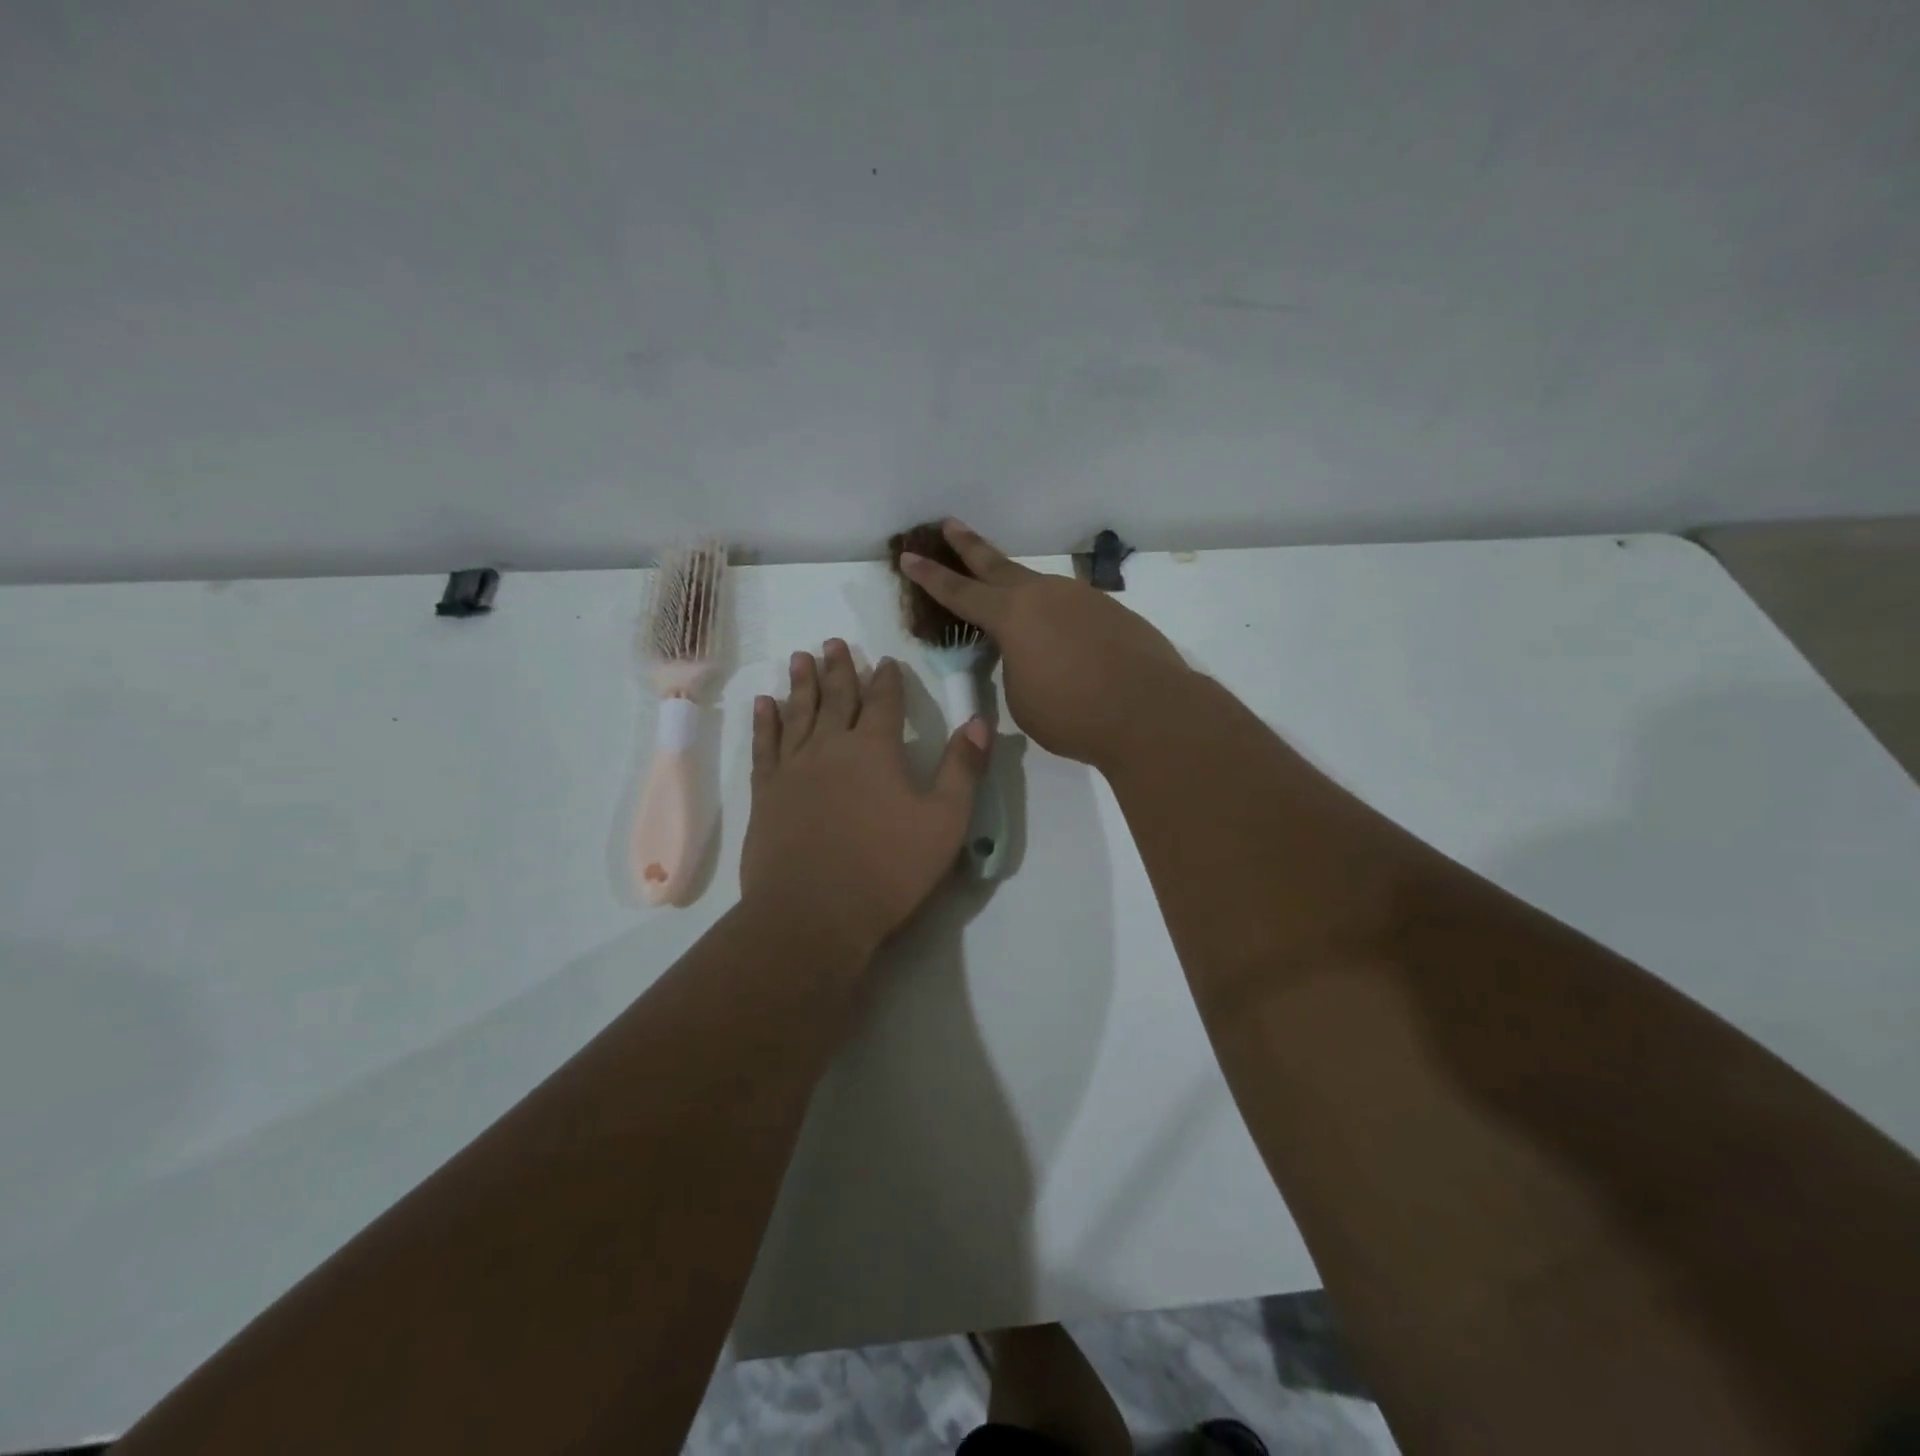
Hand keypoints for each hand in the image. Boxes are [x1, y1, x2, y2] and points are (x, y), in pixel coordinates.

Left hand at [740, 639, 990, 958]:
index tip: (886, 660)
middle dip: (839, 669)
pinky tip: (764, 704)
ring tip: (801, 658)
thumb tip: (979, 721)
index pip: (885, 702)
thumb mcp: (944, 821)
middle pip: (837, 698)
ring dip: (801, 684)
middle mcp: (831, 747)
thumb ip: (962, 768)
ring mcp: (794, 768)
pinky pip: (765, 746)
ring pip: (798, 713)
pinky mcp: (766, 793)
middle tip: (833, 642)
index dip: (887, 680)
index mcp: (876, 750)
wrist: (813, 912)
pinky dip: (765, 722)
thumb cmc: (888, 869)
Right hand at [899, 520, 1191, 769]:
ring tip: (1014, 611)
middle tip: (949, 523)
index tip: (908, 555)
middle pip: (997, 565)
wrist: (1150, 712)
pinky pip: (1072, 610)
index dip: (930, 576)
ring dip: (1021, 594)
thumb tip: (1031, 654)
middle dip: (969, 546)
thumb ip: (1015, 667)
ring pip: (1040, 590)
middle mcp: (1044, 595)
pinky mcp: (1112, 612)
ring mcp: (1082, 599)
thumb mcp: (1022, 698)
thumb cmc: (1072, 712)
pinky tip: (1066, 643)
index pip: (959, 593)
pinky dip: (1059, 621)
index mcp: (1012, 615)